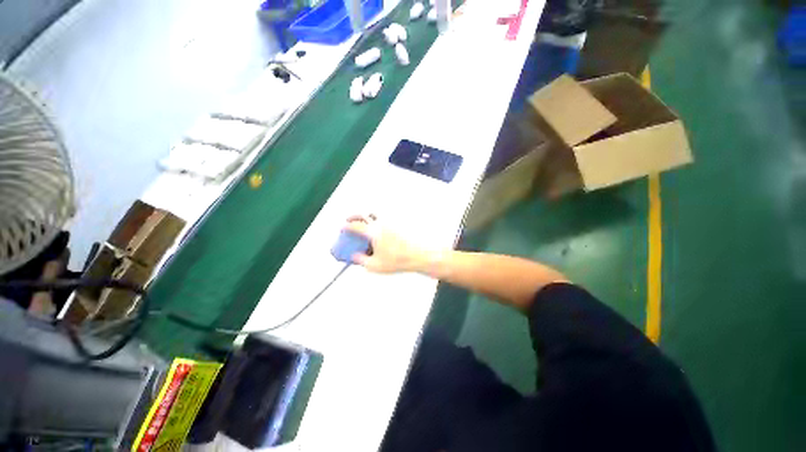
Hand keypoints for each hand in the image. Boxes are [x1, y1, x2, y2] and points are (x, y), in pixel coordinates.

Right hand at [343, 215, 431, 273]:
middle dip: (354, 215)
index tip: (342, 227)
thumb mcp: (375, 265)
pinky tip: (380, 227)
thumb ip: (361, 260)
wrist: (418, 255)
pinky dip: (378, 219)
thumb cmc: (397, 260)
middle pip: (364, 214)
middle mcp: (381, 223)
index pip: (355, 226)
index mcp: (373, 232)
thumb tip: (354, 257)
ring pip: (375, 213)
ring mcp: (390, 222)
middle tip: (349, 219)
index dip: (346, 226)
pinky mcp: (398, 224)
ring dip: (366, 214)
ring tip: (364, 221)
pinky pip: (385, 218)